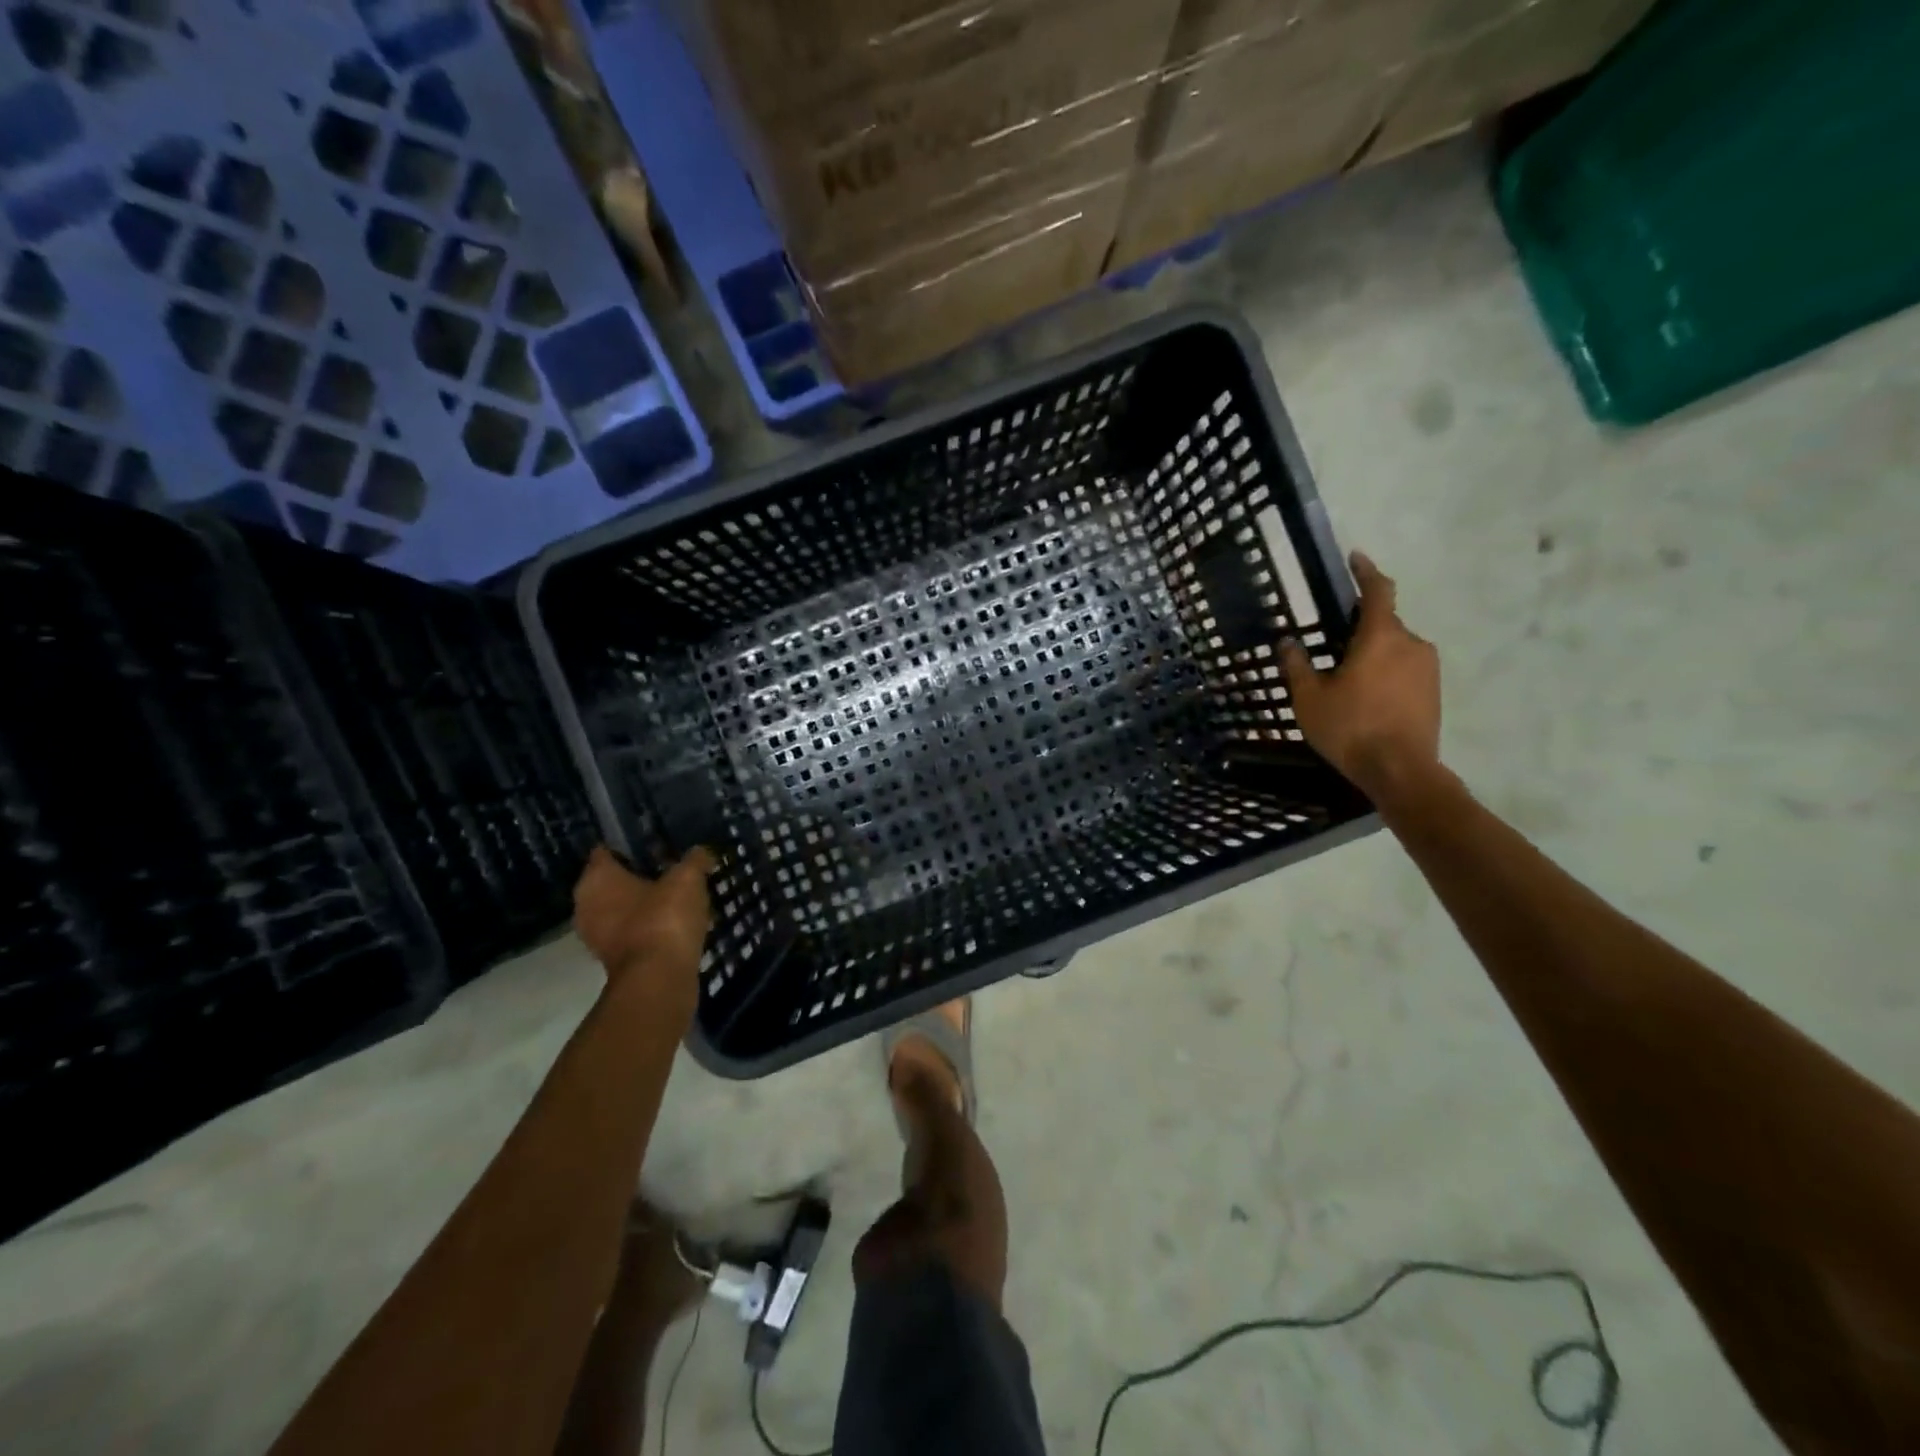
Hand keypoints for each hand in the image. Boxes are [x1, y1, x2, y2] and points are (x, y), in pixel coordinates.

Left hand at [573, 846, 715, 1012]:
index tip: (657, 842)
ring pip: (622, 908)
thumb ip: (694, 860)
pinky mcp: (613, 959)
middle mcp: (586, 904)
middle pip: (614, 880)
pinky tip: (675, 921)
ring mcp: (596, 935)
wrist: (659, 980)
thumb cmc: (664, 918)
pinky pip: (631, 931)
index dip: (632, 844)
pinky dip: (648, 926)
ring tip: (678, 894)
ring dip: (645, 903)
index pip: (607, 850)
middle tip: (672, 866)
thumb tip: (702, 851)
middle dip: (640, 874)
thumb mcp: (688, 879)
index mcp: (596, 878)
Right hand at [1279, 551, 1441, 802]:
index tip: (1356, 558)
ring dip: (1372, 656)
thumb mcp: (1310, 698)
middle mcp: (1411, 644)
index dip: (1366, 572)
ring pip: (1395, 650)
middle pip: (1384, 624)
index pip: (1378, 591)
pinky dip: (1385, 676)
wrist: (1400, 771)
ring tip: (1347, 683)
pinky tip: (1366, 701)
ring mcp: (1428, 668)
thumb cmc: (1350, 728)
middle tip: (1332, 649)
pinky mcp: (1434, 691)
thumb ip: (1298, 666)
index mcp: (1381, 637)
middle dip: (1359, 631)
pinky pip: (1405, 671)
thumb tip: (1288, 642)